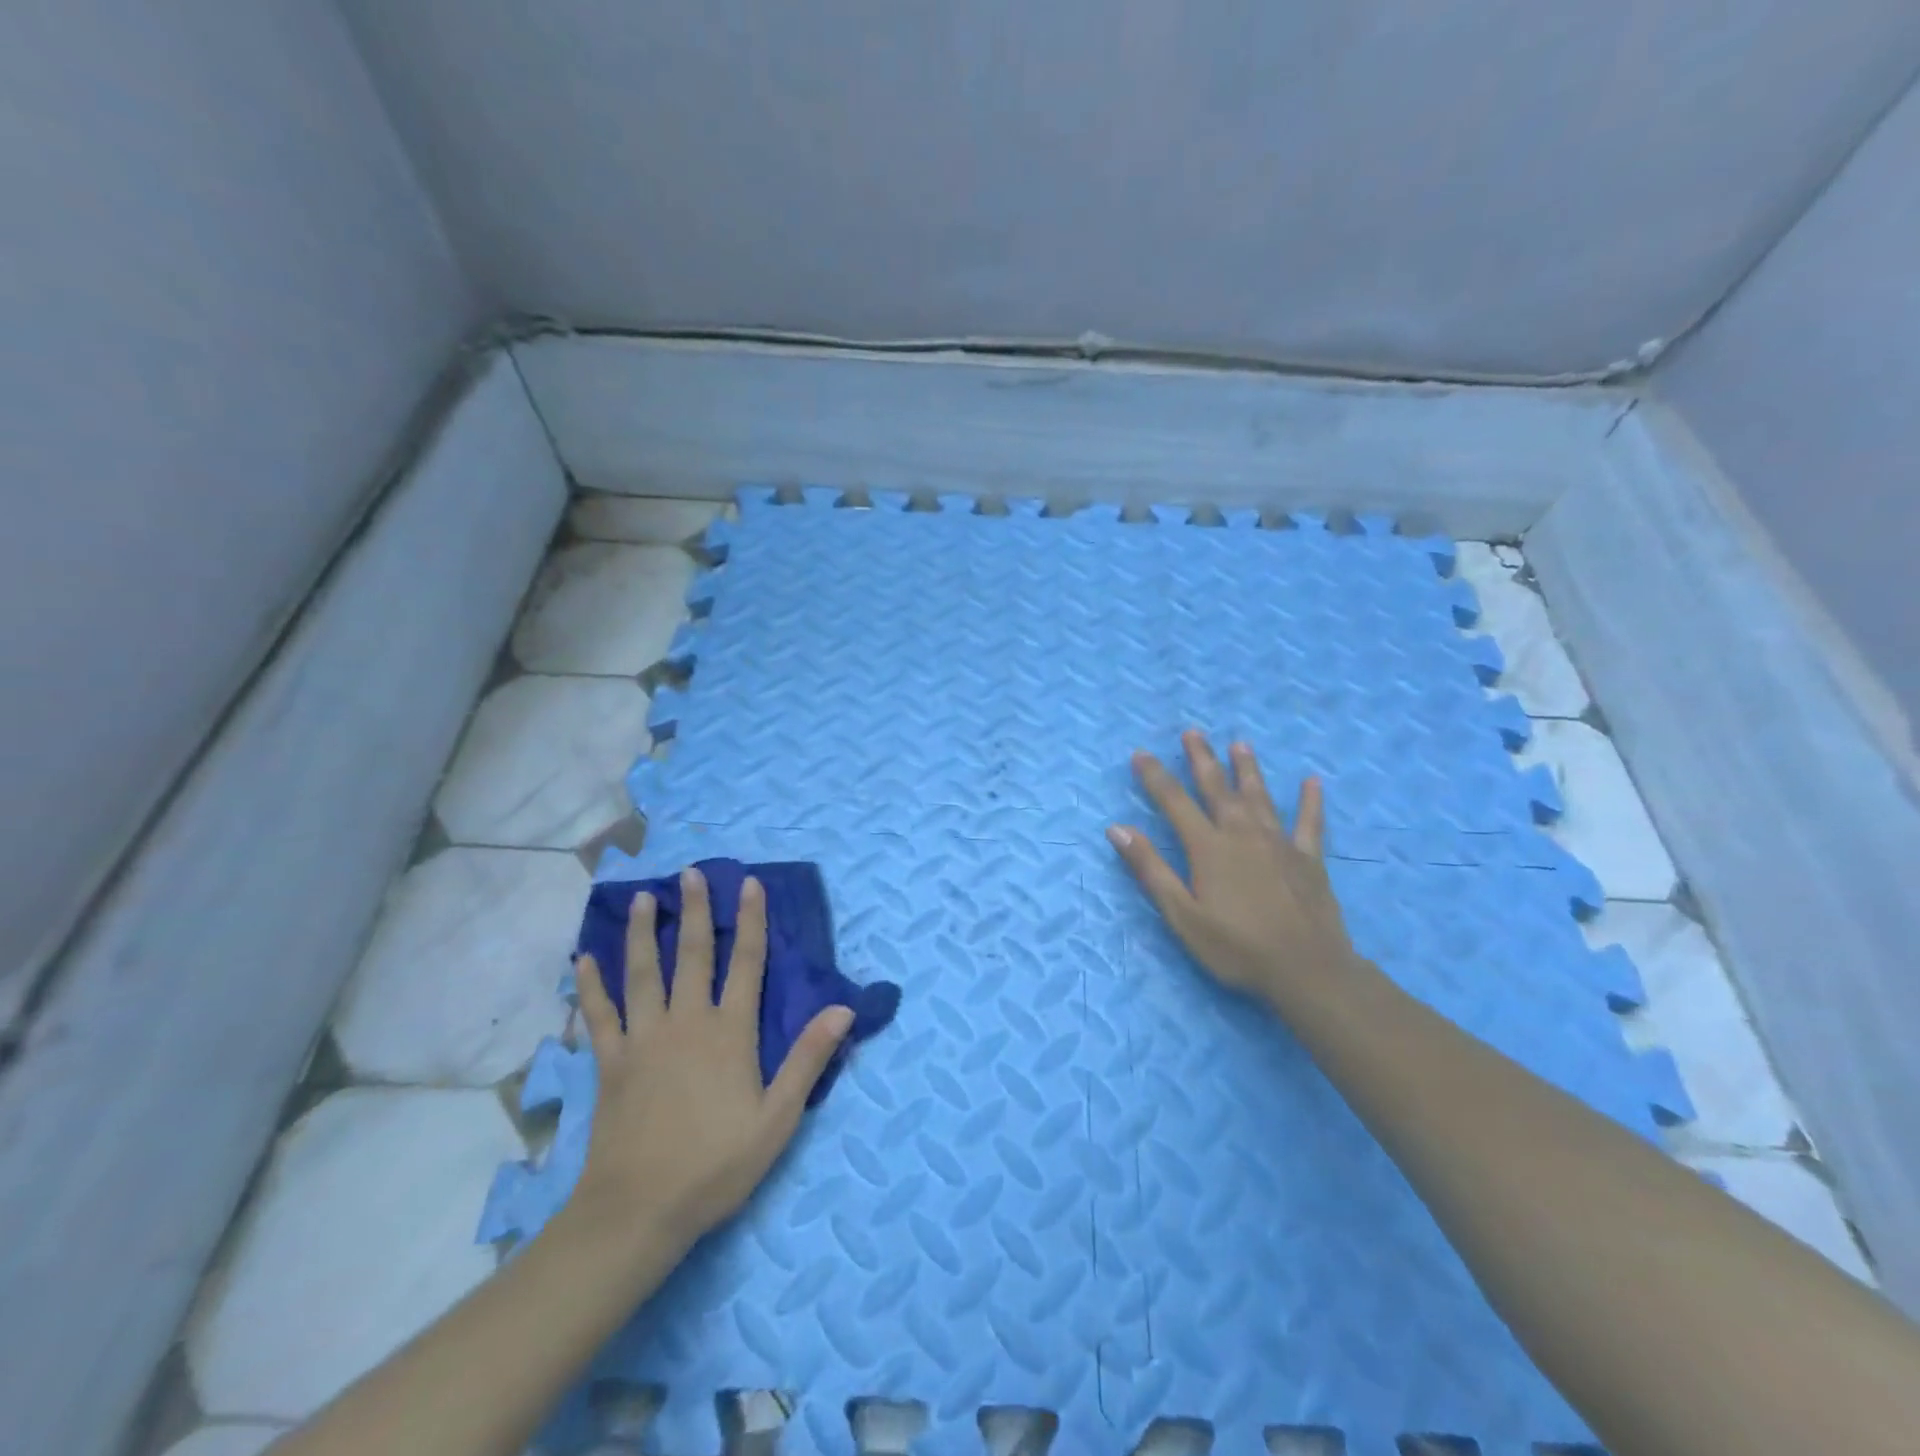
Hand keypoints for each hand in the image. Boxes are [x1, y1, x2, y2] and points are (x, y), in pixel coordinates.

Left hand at [570, 868, 853, 1251]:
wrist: (639, 1211)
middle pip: (693, 955)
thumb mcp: (778, 1117)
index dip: (751, 921)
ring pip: (643, 973)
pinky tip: (584, 960)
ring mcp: (643, 1040)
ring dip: (643, 933)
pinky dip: (592, 986)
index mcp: (729, 1033)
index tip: (749, 884)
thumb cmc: (716, 1165)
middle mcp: (686, 1023)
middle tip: (690, 873)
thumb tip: (844, 1007)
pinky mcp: (610, 1063)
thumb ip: (809, 1059)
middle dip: (696, 911)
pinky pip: (600, 1015)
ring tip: (643, 898)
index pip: (746, 963)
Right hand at [1107, 731, 1358, 1004]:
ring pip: (1260, 796)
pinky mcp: (1309, 859)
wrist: (1307, 970)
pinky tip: (1313, 782)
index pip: (1174, 802)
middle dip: (1202, 759)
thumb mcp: (1182, 915)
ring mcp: (1279, 843)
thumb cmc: (1236, 948)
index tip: (1141, 754)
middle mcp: (1242, 834)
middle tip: (1192, 732)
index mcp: (1209, 847)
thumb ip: (1151, 869)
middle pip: (1217, 788)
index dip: (1155, 777)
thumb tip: (1117, 828)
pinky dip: (1311, 802)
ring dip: (1247, 769)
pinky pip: (1310, 823)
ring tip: (1240, 744)